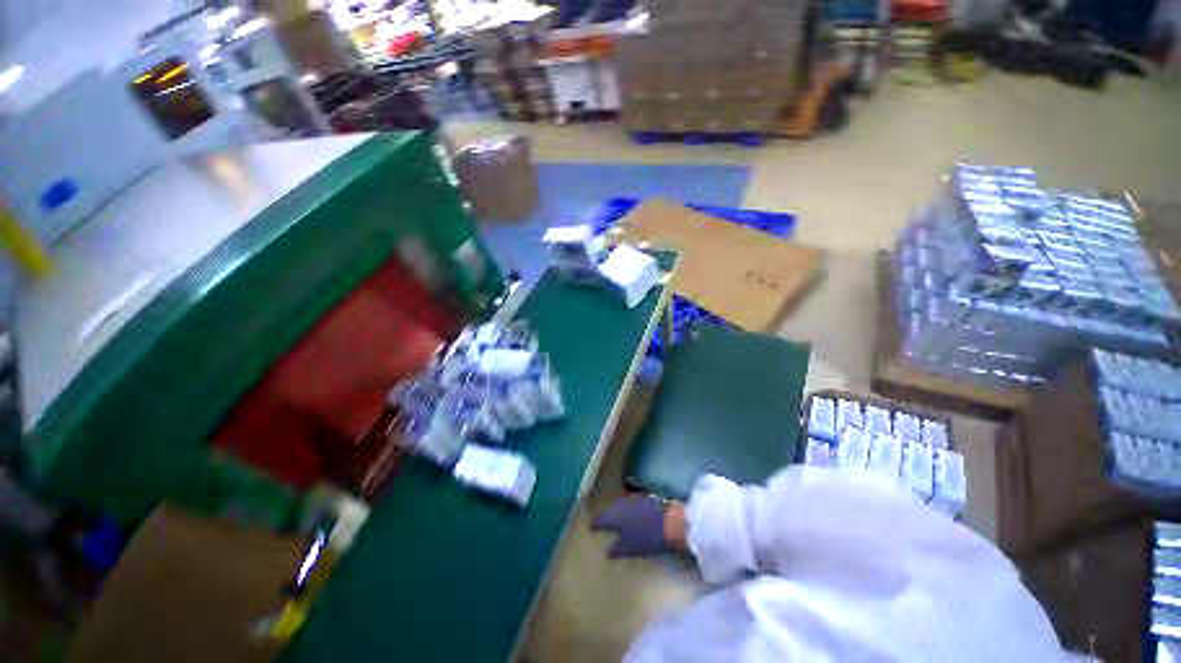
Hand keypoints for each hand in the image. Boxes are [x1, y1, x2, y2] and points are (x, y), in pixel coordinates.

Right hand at [591, 494, 684, 558]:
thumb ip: (616, 549)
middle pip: (608, 510)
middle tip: (602, 526)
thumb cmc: (647, 538)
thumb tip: (607, 551)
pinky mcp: (643, 498)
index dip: (594, 525)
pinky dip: (626, 511)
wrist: (671, 521)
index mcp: (613, 516)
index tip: (591, 530)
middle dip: (605, 517)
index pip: (598, 519)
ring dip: (616, 513)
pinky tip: (630, 518)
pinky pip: (629, 504)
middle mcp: (619, 504)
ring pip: (619, 506)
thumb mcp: (630, 548)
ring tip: (616, 522)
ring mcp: (632, 499)